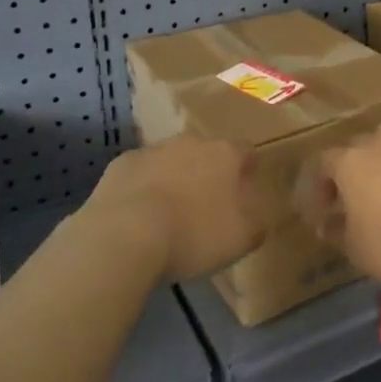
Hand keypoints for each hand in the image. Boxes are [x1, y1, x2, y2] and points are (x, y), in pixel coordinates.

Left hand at [82, 135, 265, 280]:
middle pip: (206, 151)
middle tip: (206, 203)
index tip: (247, 185)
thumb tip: (259, 215)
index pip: (246, 150)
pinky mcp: (121, 164)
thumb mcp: (241, 239)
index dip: (248, 167)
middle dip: (208, 171)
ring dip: (174, 177)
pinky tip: (137, 215)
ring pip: (171, 159)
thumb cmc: (193, 234)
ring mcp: (153, 150)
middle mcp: (191, 142)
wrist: (124, 235)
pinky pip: (140, 173)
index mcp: (224, 154)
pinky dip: (142, 187)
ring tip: (169, 212)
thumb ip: (257, 223)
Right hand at [295, 122, 380, 291]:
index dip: (316, 185)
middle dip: (350, 170)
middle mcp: (380, 143)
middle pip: (357, 147)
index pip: (322, 162)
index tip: (318, 210)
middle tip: (351, 198)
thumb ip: (337, 231)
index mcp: (351, 161)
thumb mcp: (355, 248)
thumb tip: (327, 224)